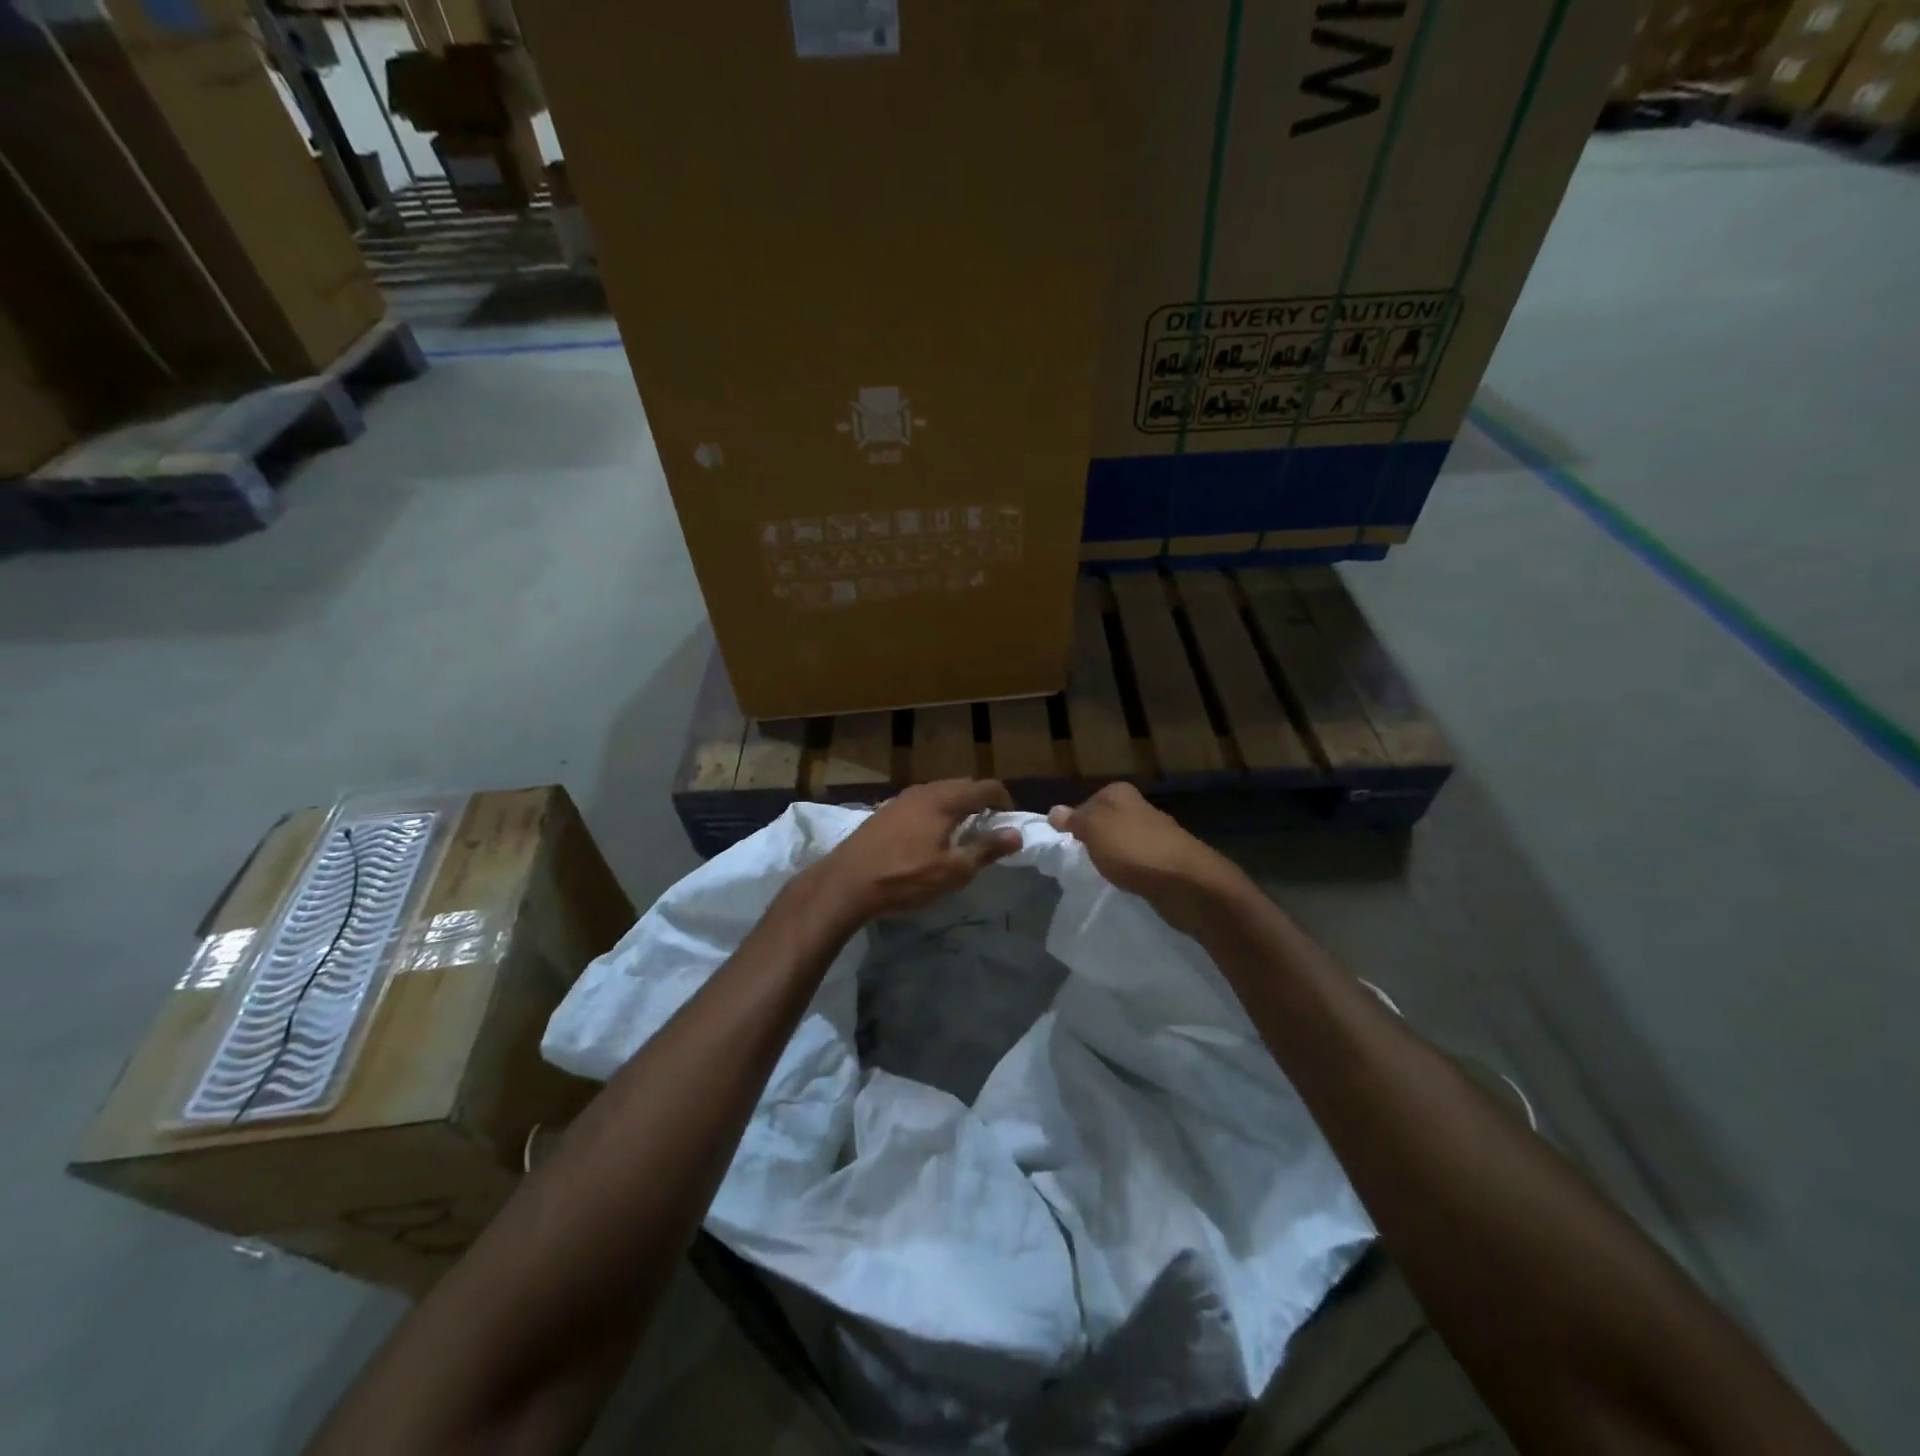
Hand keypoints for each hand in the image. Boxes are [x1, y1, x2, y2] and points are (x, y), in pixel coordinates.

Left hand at [809, 780, 1023, 923]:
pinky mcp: (885, 811)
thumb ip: (986, 849)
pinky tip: (930, 836)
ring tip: (962, 832)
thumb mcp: (953, 870)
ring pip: (939, 792)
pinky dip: (935, 812)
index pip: (985, 787)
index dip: (1003, 800)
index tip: (1010, 819)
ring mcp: (901, 799)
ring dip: (956, 806)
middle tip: (989, 826)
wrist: (846, 882)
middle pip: (962, 785)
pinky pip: (921, 802)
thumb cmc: (905, 877)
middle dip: (980, 801)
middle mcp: (924, 790)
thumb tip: (1016, 833)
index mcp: (945, 799)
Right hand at [1048, 784, 1245, 934]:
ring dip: (1113, 857)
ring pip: (1122, 843)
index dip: (1074, 823)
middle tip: (1079, 861)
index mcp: (1120, 794)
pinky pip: (1138, 864)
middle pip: (1106, 822)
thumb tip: (1054, 811)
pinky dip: (1130, 873)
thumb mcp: (1093, 829)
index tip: (1066, 844)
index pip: (1087, 803)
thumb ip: (1074, 820)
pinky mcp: (1167, 861)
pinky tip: (1124, 884)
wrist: (1186, 883)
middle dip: (1094, 840)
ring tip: (1100, 875)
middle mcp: (1140, 808)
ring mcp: (1156, 835)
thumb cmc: (1133, 849)